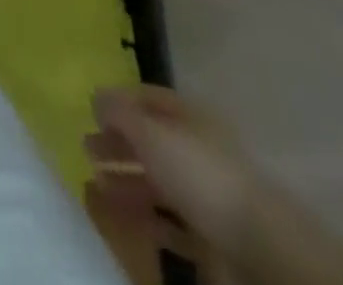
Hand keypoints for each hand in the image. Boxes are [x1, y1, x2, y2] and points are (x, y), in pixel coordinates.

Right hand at [85, 85, 257, 263]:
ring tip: (92, 182)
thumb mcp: (150, 131)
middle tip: (85, 149)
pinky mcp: (207, 235)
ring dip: (124, 180)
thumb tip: (95, 96)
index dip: (119, 101)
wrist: (257, 247)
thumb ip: (119, 111)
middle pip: (150, 141)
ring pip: (156, 181)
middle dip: (117, 143)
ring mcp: (204, 194)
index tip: (90, 110)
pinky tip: (116, 214)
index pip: (149, 98)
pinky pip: (166, 220)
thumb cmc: (198, 173)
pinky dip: (140, 215)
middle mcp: (197, 149)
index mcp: (190, 116)